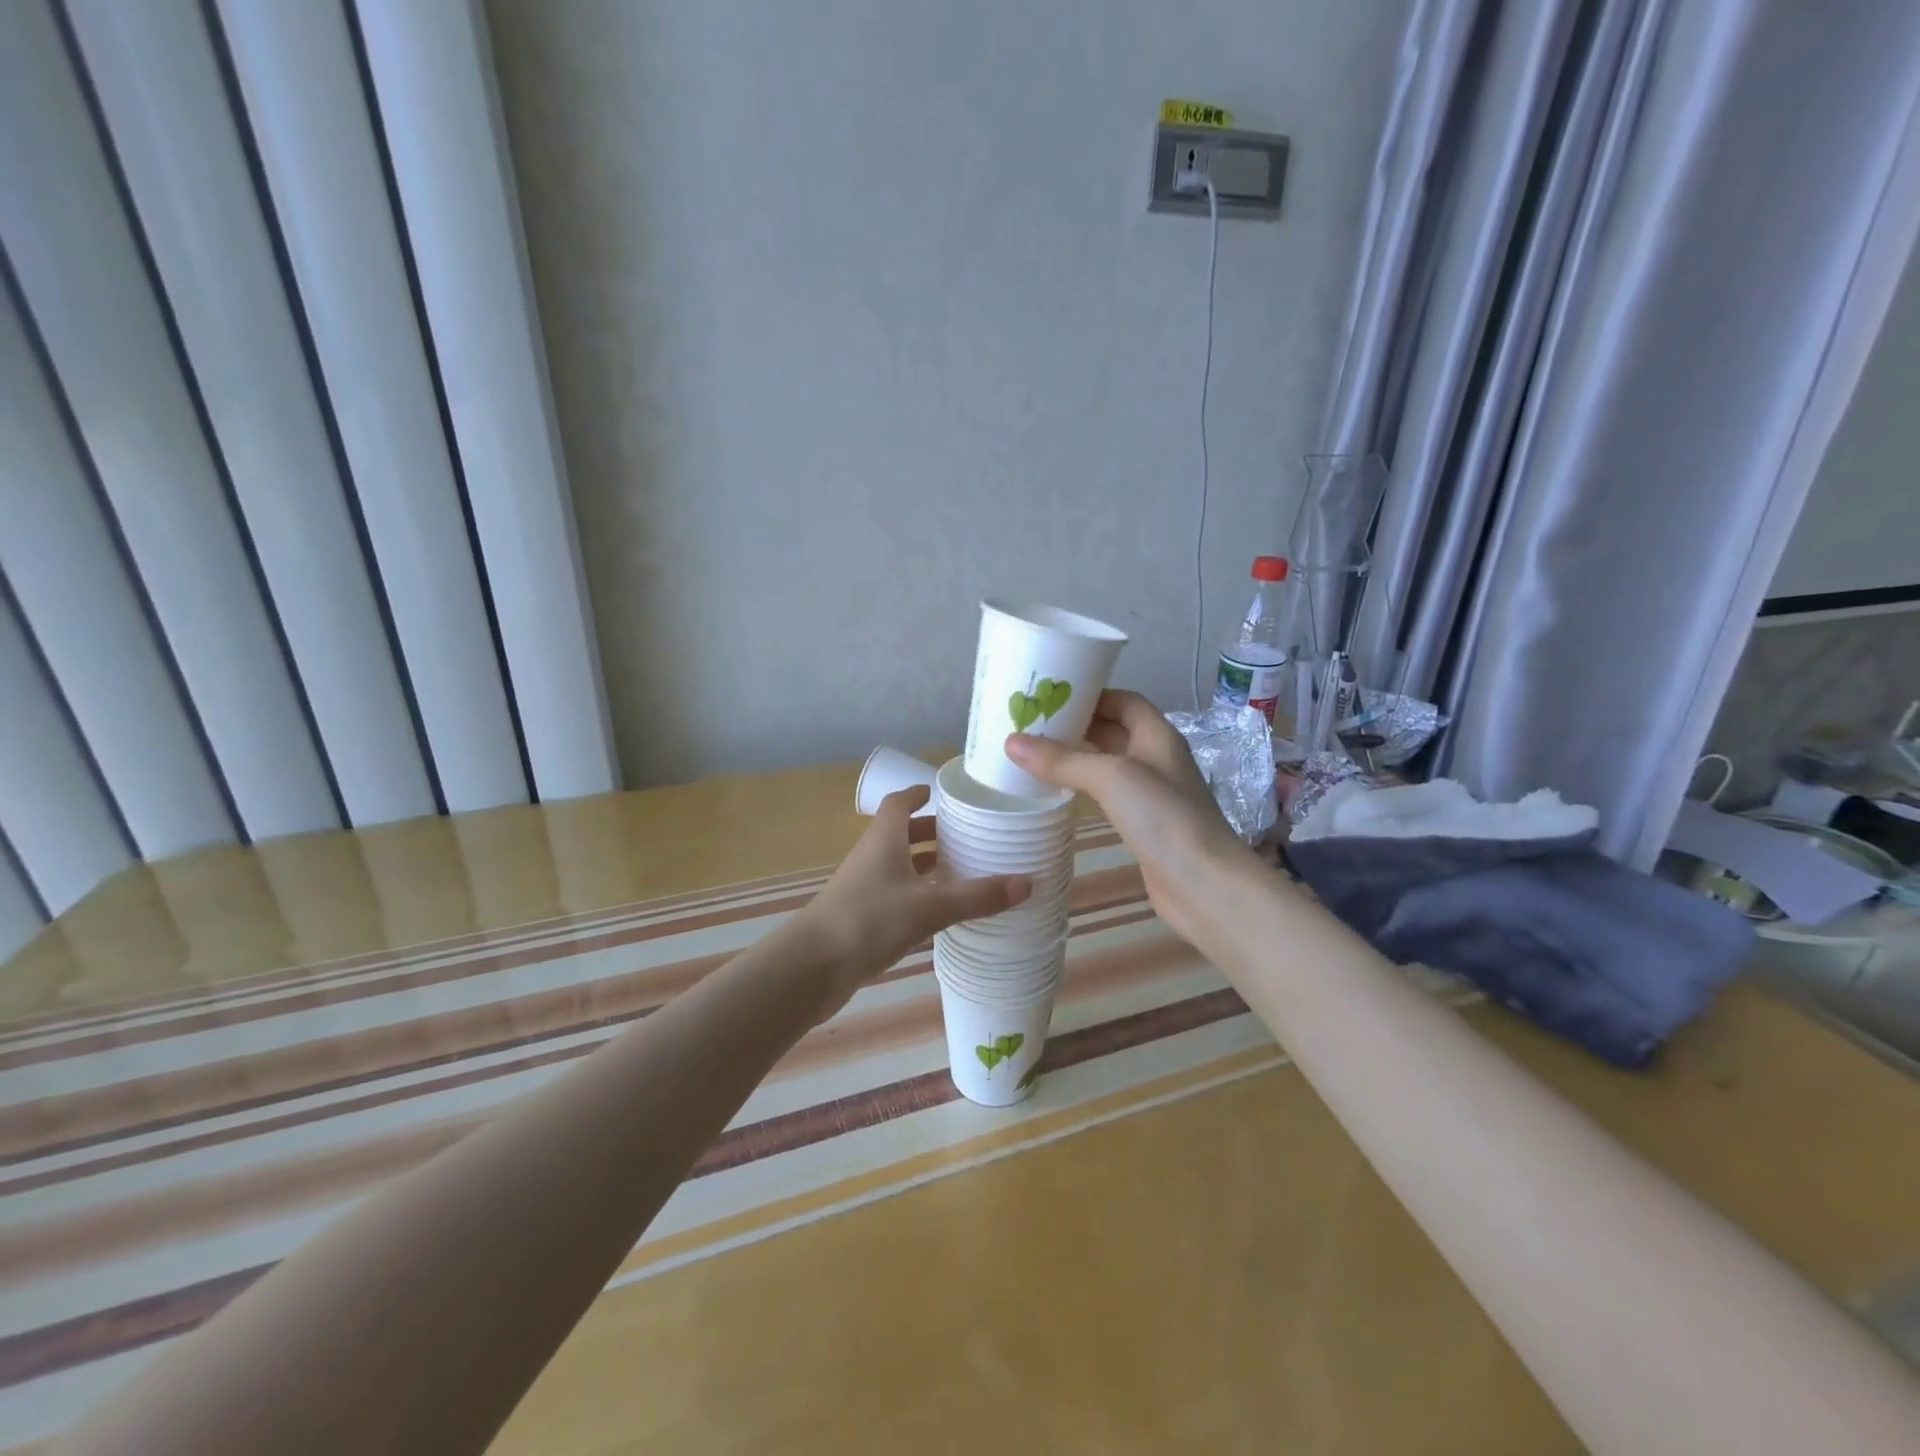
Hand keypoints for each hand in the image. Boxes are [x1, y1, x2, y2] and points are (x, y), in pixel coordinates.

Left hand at [793, 786, 1029, 1018]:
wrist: (811, 968)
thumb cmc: (868, 920)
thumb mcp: (929, 906)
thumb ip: (977, 896)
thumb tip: (1028, 882)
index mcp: (884, 839)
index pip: (899, 802)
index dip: (918, 793)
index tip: (941, 792)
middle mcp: (872, 857)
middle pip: (902, 834)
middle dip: (932, 832)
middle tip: (967, 835)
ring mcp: (864, 888)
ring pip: (899, 866)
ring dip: (926, 865)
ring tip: (963, 870)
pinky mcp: (862, 918)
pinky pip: (896, 895)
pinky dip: (919, 895)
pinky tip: (941, 912)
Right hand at [1006, 690, 1258, 948]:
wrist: (1203, 884)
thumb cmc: (1164, 817)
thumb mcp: (1111, 777)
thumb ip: (1063, 759)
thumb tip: (1011, 742)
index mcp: (1157, 736)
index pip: (1124, 701)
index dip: (1091, 695)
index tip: (1050, 696)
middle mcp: (1156, 759)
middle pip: (1114, 731)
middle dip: (1077, 725)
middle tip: (1030, 724)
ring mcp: (1151, 795)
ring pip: (1108, 765)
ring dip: (1076, 757)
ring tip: (1034, 754)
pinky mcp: (1143, 825)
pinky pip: (1107, 795)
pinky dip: (1083, 788)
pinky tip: (1057, 793)